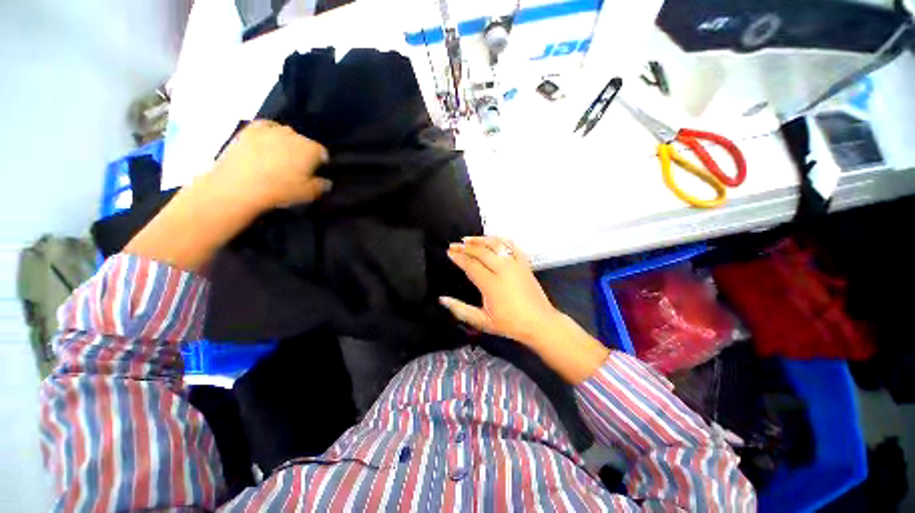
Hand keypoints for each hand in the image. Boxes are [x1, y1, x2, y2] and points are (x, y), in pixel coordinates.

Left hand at [213, 120, 330, 210]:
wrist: (240, 185)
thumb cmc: (280, 190)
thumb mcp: (308, 194)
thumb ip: (321, 186)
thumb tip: (327, 182)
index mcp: (311, 150)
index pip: (322, 152)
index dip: (320, 162)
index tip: (315, 172)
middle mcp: (294, 135)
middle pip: (304, 141)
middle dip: (303, 152)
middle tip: (297, 167)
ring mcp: (271, 130)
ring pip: (285, 132)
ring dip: (287, 142)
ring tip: (280, 157)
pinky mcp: (250, 129)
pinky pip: (265, 125)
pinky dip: (269, 132)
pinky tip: (266, 141)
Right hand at [440, 236, 561, 346]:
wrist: (540, 322)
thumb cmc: (511, 324)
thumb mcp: (483, 321)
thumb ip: (461, 310)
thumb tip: (443, 300)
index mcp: (492, 285)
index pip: (470, 265)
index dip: (458, 257)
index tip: (449, 253)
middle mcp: (503, 270)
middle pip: (481, 251)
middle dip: (465, 247)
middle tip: (454, 245)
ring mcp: (515, 264)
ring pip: (495, 244)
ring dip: (480, 239)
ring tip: (468, 239)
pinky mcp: (524, 263)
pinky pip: (511, 245)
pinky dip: (500, 239)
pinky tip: (492, 239)